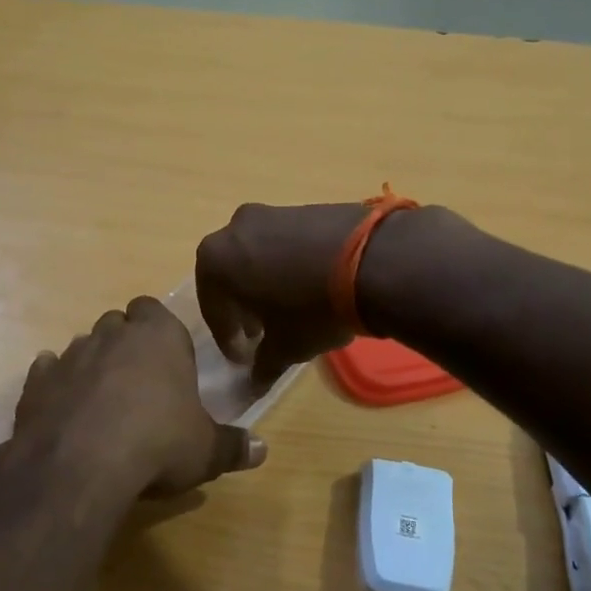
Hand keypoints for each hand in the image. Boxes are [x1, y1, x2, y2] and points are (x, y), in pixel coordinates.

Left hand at [13, 297, 267, 497]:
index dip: (159, 332)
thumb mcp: (206, 451)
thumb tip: (262, 450)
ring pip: (82, 345)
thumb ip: (233, 446)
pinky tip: (64, 409)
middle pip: (118, 323)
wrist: (80, 465)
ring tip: (103, 402)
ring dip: (92, 365)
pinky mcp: (36, 382)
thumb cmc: (158, 444)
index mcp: (158, 336)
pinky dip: (56, 385)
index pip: (155, 310)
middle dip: (126, 344)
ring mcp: (69, 355)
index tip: (167, 361)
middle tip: (139, 382)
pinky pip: (47, 372)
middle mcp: (111, 334)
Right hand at [195, 201, 384, 379]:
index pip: (214, 308)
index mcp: (216, 260)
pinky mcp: (306, 207)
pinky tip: (311, 287)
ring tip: (288, 310)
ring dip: (265, 284)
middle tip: (260, 333)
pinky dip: (289, 266)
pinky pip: (286, 243)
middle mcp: (235, 229)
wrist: (376, 260)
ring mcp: (272, 213)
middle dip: (242, 306)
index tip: (243, 360)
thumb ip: (264, 364)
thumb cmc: (312, 309)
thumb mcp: (286, 346)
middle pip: (230, 276)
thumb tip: (255, 383)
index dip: (227, 338)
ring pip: (257, 256)